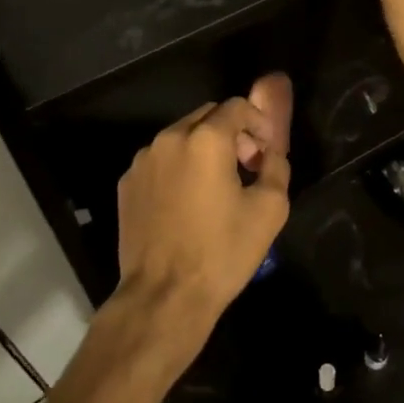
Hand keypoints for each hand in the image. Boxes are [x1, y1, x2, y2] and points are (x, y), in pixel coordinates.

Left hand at [112, 76, 292, 367]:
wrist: (165, 296)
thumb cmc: (222, 252)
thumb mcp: (270, 209)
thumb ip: (276, 167)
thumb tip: (271, 153)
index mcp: (205, 140)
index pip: (237, 107)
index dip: (259, 122)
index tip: (267, 150)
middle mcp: (168, 139)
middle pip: (207, 116)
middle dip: (232, 132)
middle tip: (247, 165)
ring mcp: (142, 161)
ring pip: (180, 137)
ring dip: (203, 149)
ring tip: (217, 185)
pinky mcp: (127, 184)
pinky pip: (160, 161)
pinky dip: (179, 167)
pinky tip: (188, 202)